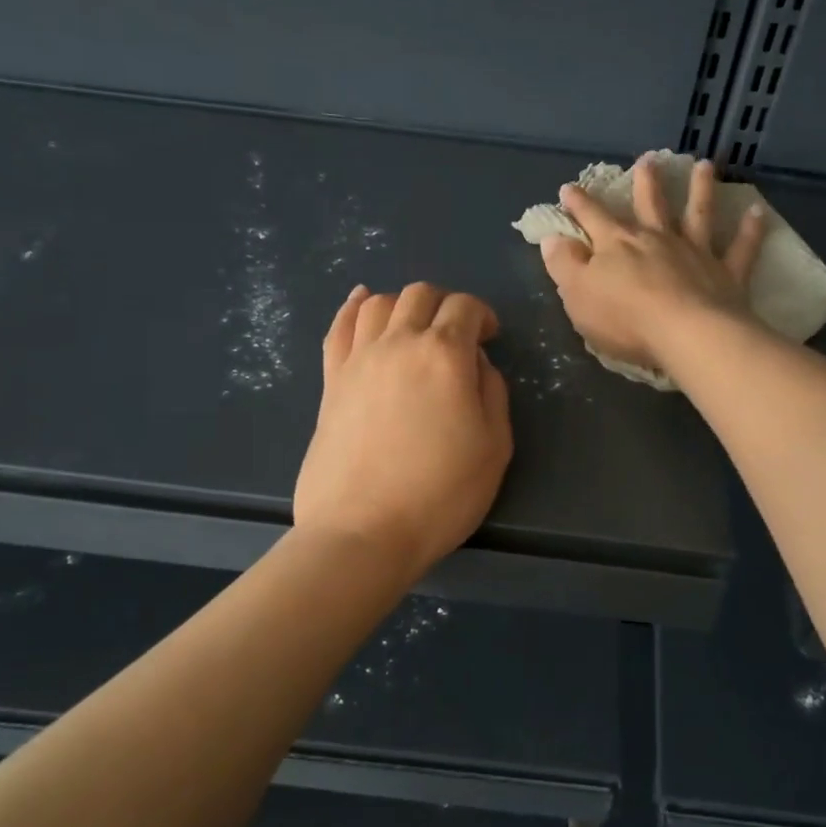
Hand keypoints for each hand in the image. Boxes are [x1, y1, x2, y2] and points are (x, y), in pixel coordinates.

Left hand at [294, 282, 512, 581]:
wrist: (363, 531)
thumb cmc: (440, 494)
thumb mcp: (494, 446)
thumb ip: (491, 391)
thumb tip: (475, 362)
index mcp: (444, 355)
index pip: (464, 307)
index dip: (482, 314)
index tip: (490, 337)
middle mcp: (398, 343)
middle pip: (420, 295)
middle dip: (445, 305)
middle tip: (456, 334)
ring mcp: (358, 360)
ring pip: (378, 303)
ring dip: (403, 305)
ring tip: (414, 327)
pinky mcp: (330, 381)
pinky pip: (339, 328)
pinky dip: (353, 307)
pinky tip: (362, 301)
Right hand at [538, 155, 767, 374]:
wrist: (685, 334)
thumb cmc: (624, 318)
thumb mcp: (578, 295)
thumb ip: (564, 265)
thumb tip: (552, 238)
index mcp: (617, 245)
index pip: (592, 218)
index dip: (579, 203)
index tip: (569, 188)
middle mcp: (657, 239)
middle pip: (650, 205)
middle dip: (646, 182)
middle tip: (648, 160)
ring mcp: (695, 253)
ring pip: (698, 214)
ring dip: (700, 189)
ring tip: (704, 166)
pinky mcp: (725, 273)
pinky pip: (740, 248)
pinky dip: (750, 231)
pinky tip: (757, 213)